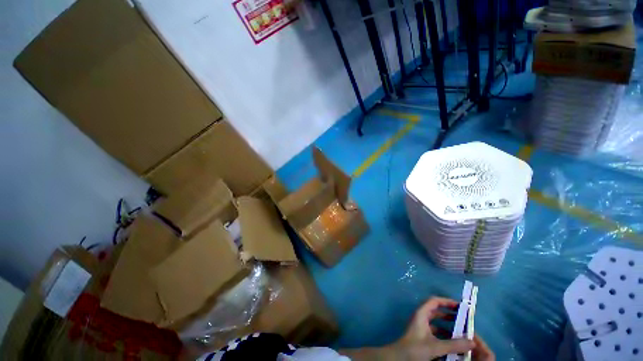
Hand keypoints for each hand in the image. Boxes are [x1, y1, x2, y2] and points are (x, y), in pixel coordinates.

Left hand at [388, 297, 494, 360]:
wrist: (399, 358)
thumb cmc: (415, 348)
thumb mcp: (436, 346)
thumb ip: (454, 345)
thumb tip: (473, 342)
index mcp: (421, 314)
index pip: (434, 301)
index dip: (447, 301)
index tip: (460, 306)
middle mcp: (421, 318)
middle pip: (436, 311)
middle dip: (449, 314)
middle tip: (464, 319)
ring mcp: (421, 327)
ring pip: (436, 322)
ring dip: (448, 325)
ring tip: (462, 331)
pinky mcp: (421, 336)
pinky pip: (435, 331)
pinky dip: (444, 334)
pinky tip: (453, 343)